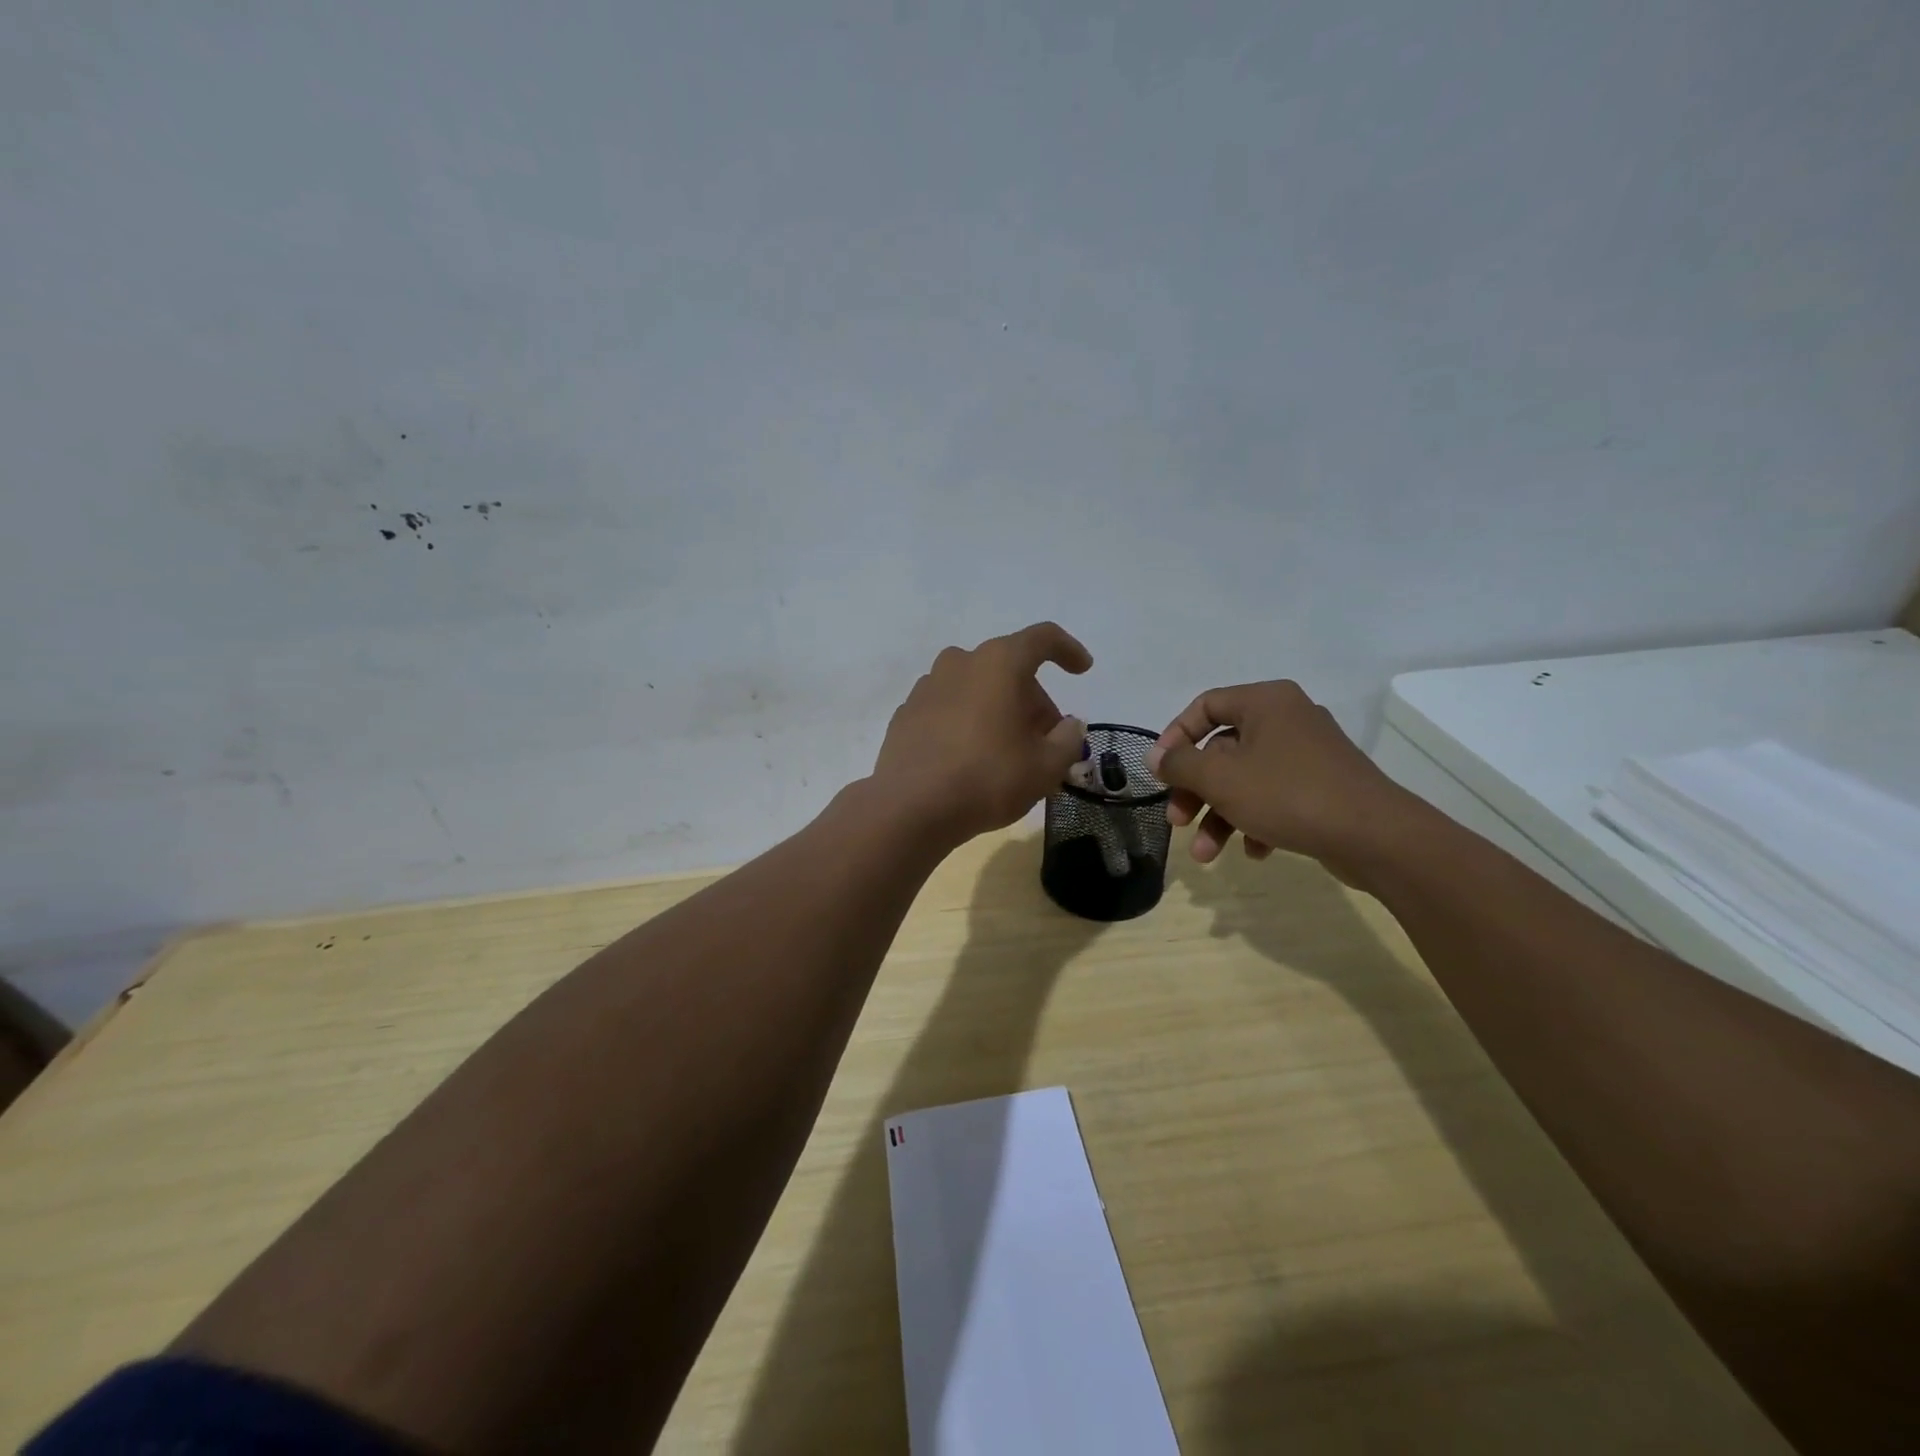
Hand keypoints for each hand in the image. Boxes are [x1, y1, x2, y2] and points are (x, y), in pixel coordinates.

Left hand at [872, 622, 1092, 844]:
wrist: (910, 807)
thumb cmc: (988, 778)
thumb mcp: (1046, 766)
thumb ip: (1068, 739)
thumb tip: (1069, 726)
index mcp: (999, 663)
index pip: (1042, 639)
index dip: (1068, 650)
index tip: (1082, 670)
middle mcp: (960, 662)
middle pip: (1009, 669)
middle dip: (1034, 701)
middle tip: (1046, 742)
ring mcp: (927, 686)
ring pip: (977, 688)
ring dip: (999, 710)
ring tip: (1009, 752)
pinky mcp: (906, 713)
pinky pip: (949, 708)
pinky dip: (967, 723)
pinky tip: (971, 759)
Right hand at [1145, 680, 1421, 882]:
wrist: (1375, 836)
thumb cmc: (1288, 794)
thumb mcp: (1220, 778)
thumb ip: (1180, 764)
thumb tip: (1156, 757)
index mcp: (1265, 702)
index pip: (1205, 706)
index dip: (1175, 737)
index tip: (1160, 771)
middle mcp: (1287, 719)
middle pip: (1222, 749)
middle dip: (1196, 791)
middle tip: (1177, 821)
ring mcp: (1308, 754)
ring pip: (1246, 779)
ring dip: (1219, 816)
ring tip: (1206, 855)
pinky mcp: (1323, 786)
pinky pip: (1275, 797)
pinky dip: (1256, 821)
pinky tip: (1254, 852)